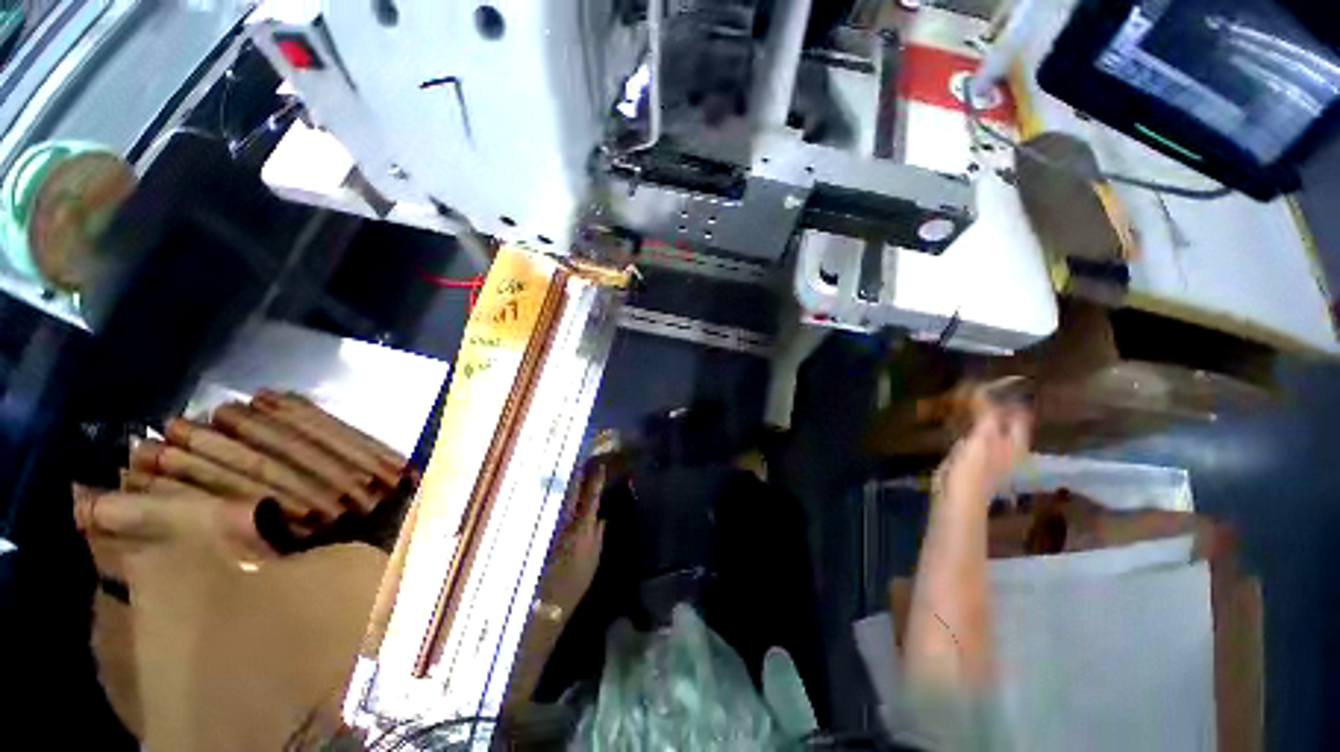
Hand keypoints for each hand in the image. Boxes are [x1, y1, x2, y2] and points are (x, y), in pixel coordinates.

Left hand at [536, 463, 606, 617]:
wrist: (549, 599)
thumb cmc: (577, 580)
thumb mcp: (594, 557)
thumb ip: (598, 534)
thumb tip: (602, 516)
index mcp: (582, 527)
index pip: (591, 497)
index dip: (596, 481)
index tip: (600, 466)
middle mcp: (567, 522)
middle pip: (571, 492)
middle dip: (577, 475)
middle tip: (582, 461)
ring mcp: (554, 526)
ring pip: (563, 499)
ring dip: (569, 485)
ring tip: (575, 472)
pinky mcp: (547, 532)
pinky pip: (558, 510)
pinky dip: (563, 499)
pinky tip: (565, 495)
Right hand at [934, 383, 1032, 501]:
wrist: (957, 494)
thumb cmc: (976, 466)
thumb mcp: (984, 435)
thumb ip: (986, 412)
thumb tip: (983, 388)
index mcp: (1015, 442)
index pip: (1018, 414)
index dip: (1009, 399)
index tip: (994, 385)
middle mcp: (1006, 446)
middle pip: (1001, 420)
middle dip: (989, 405)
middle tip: (972, 389)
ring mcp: (987, 452)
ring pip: (984, 426)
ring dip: (974, 413)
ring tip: (960, 399)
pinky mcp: (969, 456)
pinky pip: (968, 433)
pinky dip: (962, 423)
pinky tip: (951, 416)